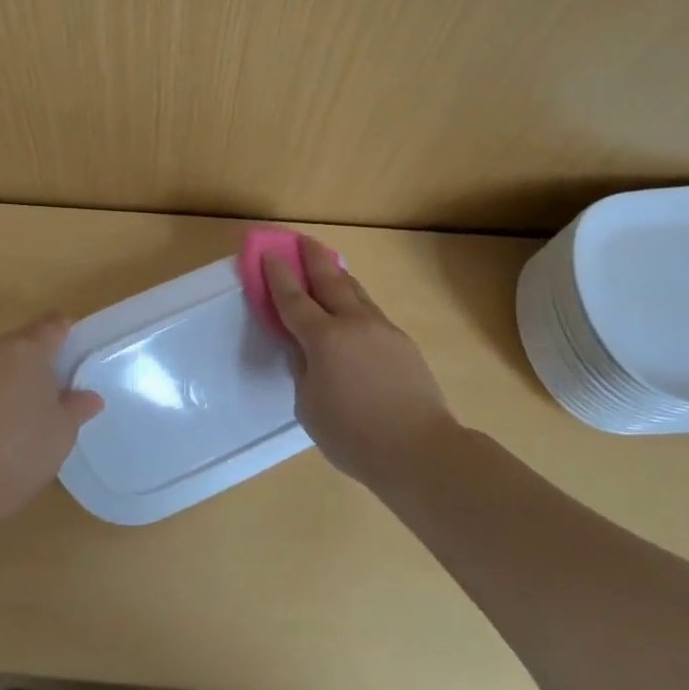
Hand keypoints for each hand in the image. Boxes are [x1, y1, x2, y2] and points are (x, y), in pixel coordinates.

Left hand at [0, 314, 103, 531]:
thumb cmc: (23, 446)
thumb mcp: (63, 429)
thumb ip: (78, 406)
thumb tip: (89, 397)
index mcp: (29, 347)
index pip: (54, 326)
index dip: (70, 337)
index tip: (82, 359)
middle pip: (27, 341)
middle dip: (45, 358)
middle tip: (65, 388)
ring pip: (6, 362)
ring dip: (21, 376)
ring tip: (39, 407)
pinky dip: (2, 392)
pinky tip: (13, 420)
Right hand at [265, 237, 457, 485]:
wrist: (419, 450)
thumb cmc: (352, 435)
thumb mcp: (309, 405)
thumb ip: (303, 369)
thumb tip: (303, 349)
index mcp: (324, 339)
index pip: (294, 298)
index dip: (278, 274)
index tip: (269, 252)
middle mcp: (354, 324)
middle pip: (330, 280)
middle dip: (312, 258)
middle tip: (301, 239)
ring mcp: (382, 330)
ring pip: (356, 291)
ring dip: (338, 274)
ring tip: (327, 263)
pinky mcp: (402, 343)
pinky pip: (371, 311)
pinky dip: (355, 300)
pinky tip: (352, 307)